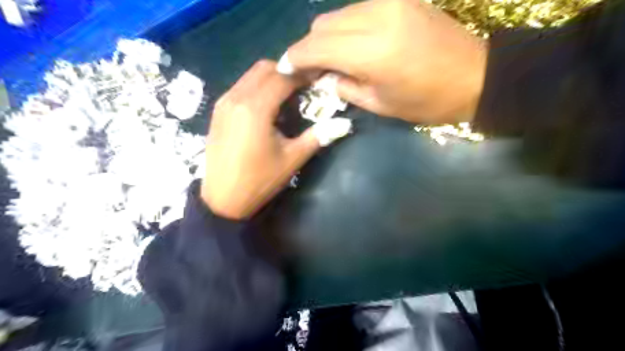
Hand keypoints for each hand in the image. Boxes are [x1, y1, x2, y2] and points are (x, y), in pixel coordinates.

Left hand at [201, 60, 318, 219]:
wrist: (222, 200)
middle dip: (287, 72)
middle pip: (264, 68)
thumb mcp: (292, 159)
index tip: (318, 78)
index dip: (303, 74)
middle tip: (303, 88)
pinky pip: (240, 87)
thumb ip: (317, 137)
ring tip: (287, 97)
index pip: (283, 76)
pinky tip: (267, 108)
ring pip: (250, 76)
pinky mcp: (217, 112)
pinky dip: (257, 88)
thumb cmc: (259, 181)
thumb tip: (344, 124)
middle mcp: (236, 97)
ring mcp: (223, 103)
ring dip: (271, 78)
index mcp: (255, 108)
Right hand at [286, 1, 486, 124]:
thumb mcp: (379, 104)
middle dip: (310, 48)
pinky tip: (355, 45)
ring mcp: (388, 3)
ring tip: (336, 59)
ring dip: (328, 37)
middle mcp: (375, 17)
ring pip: (337, 14)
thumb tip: (322, 78)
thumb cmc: (427, 101)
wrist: (475, 76)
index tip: (285, 69)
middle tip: (314, 70)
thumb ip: (343, 87)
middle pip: (321, 25)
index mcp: (370, 52)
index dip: (295, 58)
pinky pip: (357, 9)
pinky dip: (347, 27)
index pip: (315, 47)